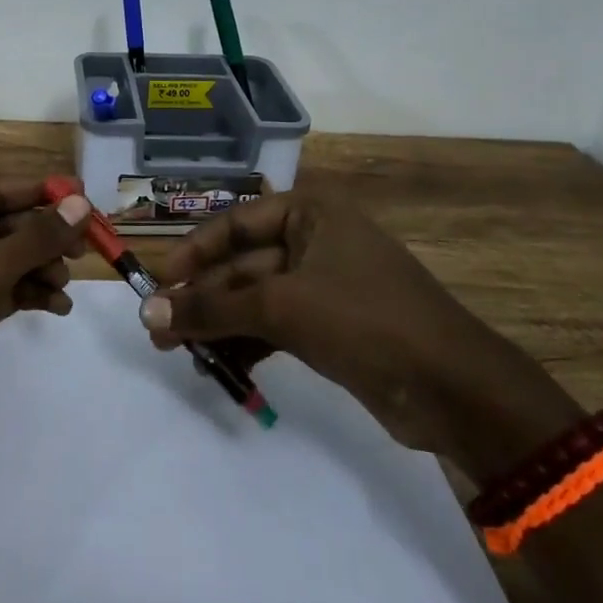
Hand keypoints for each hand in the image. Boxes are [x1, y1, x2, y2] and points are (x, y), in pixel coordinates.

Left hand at [0, 178, 91, 440]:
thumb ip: (34, 239)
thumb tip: (80, 204)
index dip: (40, 192)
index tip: (84, 194)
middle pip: (3, 225)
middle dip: (44, 237)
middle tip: (87, 246)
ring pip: (7, 259)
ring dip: (40, 267)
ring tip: (66, 284)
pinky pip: (3, 288)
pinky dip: (29, 293)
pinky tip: (58, 307)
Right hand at [144, 190, 579, 479]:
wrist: (455, 390)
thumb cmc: (365, 320)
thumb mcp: (282, 307)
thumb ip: (213, 307)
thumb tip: (148, 312)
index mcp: (310, 213)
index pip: (234, 224)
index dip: (192, 253)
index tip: (157, 285)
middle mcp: (315, 240)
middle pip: (242, 265)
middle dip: (202, 299)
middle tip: (159, 333)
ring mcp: (324, 285)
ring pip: (255, 299)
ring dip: (219, 325)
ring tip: (180, 355)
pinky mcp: (331, 327)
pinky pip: (275, 326)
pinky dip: (247, 345)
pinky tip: (220, 369)